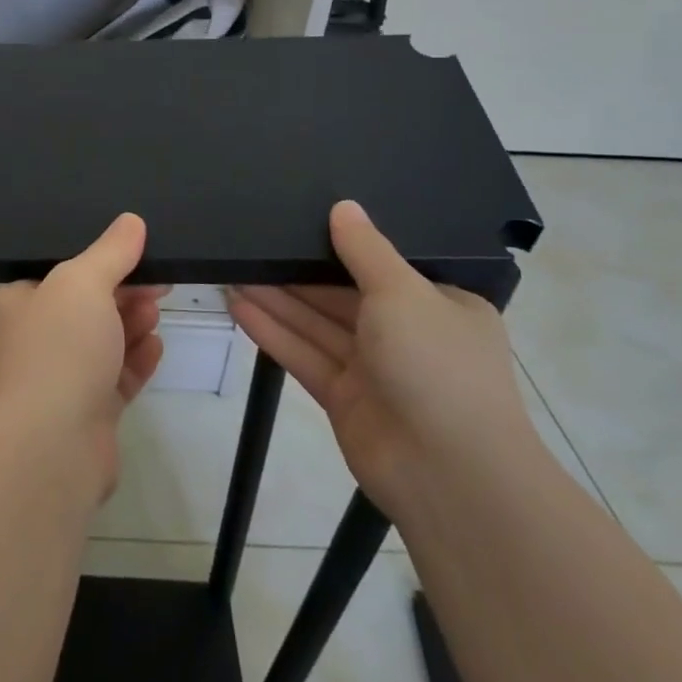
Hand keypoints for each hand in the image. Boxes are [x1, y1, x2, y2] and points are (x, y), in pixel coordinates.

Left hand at [0, 213, 166, 500]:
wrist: (50, 448)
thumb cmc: (56, 349)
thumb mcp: (82, 283)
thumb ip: (110, 251)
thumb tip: (131, 221)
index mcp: (13, 306)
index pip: (56, 274)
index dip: (99, 262)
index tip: (137, 253)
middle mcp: (29, 343)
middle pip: (83, 308)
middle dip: (122, 294)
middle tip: (159, 282)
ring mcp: (55, 382)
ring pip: (100, 344)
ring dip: (131, 325)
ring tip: (157, 310)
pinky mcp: (83, 416)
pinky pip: (114, 380)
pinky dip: (135, 362)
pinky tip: (157, 348)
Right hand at [227, 201, 536, 518]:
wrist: (449, 475)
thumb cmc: (437, 365)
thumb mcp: (403, 293)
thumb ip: (366, 250)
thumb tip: (343, 206)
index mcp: (438, 305)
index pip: (383, 266)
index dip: (340, 245)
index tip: (298, 219)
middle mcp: (408, 335)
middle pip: (341, 295)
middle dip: (296, 273)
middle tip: (250, 243)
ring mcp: (374, 370)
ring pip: (317, 324)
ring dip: (277, 300)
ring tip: (231, 270)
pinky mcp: (344, 399)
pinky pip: (305, 356)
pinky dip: (274, 333)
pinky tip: (238, 307)